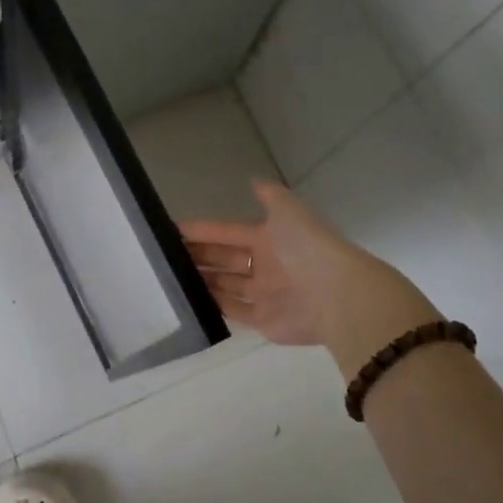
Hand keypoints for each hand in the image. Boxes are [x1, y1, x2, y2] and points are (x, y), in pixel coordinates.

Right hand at [182, 180, 440, 376]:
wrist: (337, 295)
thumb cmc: (307, 248)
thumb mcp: (289, 211)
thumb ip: (270, 197)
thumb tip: (255, 181)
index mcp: (269, 238)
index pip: (228, 231)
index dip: (203, 230)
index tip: (173, 229)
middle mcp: (266, 264)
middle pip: (224, 259)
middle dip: (198, 256)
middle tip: (165, 255)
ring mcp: (264, 294)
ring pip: (225, 285)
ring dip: (202, 280)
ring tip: (171, 277)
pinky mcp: (263, 321)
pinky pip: (233, 312)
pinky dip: (214, 306)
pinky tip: (190, 300)